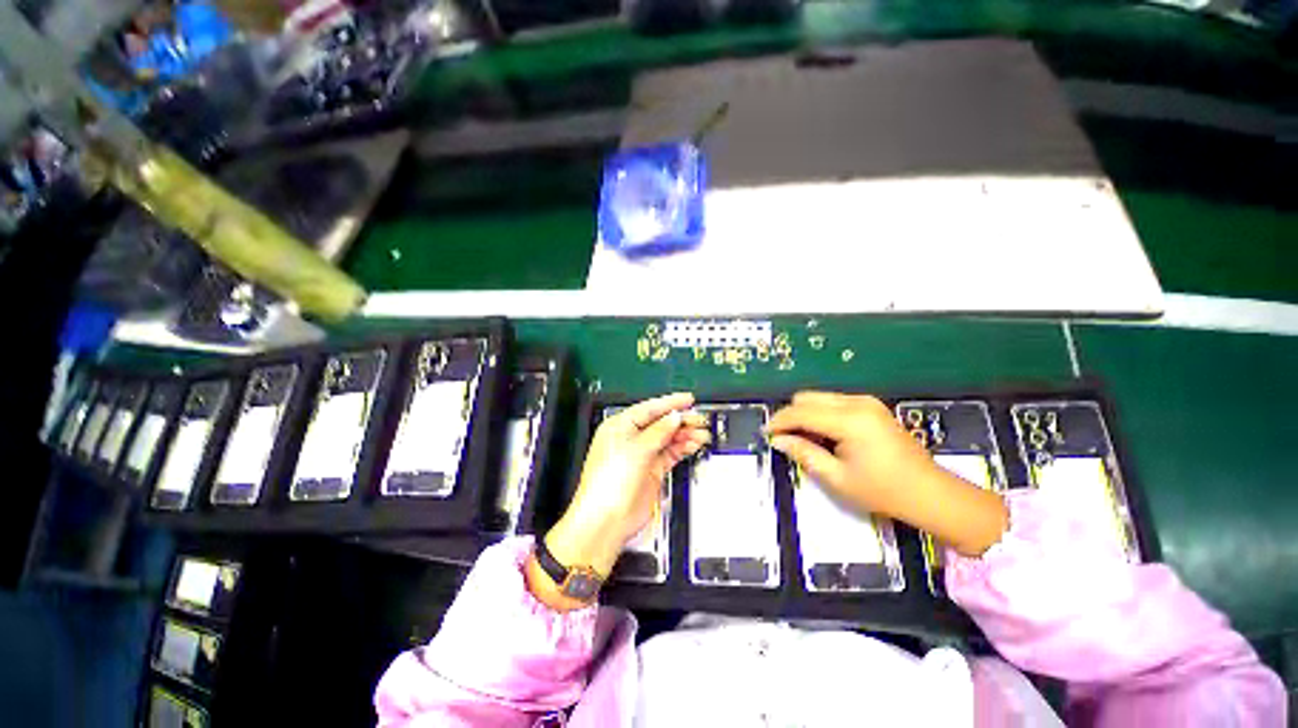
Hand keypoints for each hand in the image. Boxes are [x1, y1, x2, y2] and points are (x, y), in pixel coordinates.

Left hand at [532, 393, 708, 608]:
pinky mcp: (652, 470)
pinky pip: (671, 453)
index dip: (670, 403)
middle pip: (661, 423)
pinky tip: (694, 444)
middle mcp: (631, 438)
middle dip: (681, 420)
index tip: (688, 399)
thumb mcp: (636, 450)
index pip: (649, 408)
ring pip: (668, 438)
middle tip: (700, 419)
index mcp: (620, 426)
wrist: (607, 520)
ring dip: (685, 435)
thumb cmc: (610, 481)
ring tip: (702, 433)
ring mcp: (642, 454)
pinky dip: (683, 448)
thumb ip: (658, 432)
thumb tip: (674, 416)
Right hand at [767, 392, 1006, 556]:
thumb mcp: (837, 478)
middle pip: (807, 398)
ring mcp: (866, 402)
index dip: (779, 421)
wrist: (930, 493)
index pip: (800, 412)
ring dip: (805, 415)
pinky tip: (824, 436)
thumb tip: (777, 440)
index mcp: (849, 420)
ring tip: (804, 440)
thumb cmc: (883, 491)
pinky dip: (820, 415)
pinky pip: (833, 403)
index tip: (765, 434)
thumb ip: (804, 453)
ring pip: (819, 398)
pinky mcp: (871, 406)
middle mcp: (856, 402)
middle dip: (791, 416)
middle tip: (785, 440)